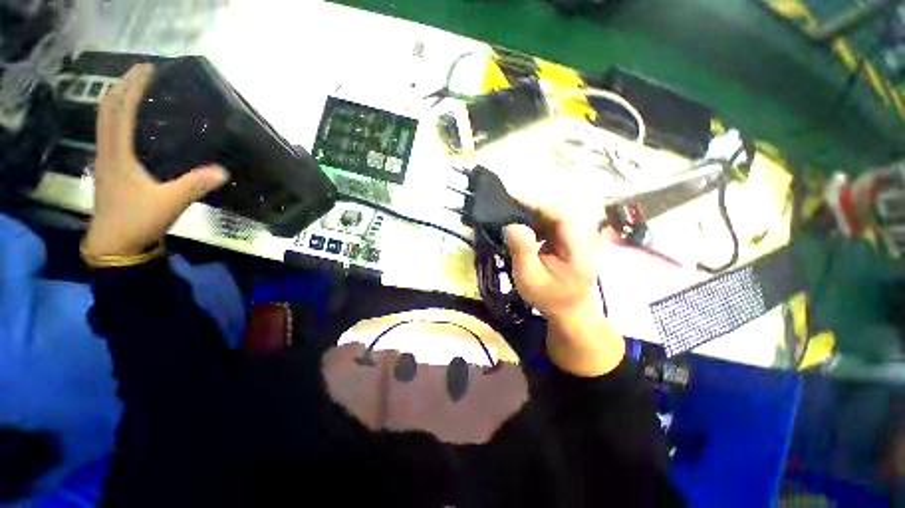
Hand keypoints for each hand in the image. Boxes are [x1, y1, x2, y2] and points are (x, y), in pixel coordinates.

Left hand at [82, 63, 228, 256]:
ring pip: (104, 120)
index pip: (121, 112)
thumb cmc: (137, 221)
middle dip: (122, 85)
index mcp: (118, 154)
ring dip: (117, 99)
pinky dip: (116, 117)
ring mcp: (105, 159)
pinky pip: (109, 133)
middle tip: (142, 71)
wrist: (114, 245)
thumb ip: (195, 185)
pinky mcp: (109, 168)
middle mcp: (107, 151)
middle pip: (107, 109)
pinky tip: (129, 118)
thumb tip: (224, 171)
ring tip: (134, 87)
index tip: (147, 69)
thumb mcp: (170, 203)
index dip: (132, 88)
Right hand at [504, 209, 604, 321]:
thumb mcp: (530, 279)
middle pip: (558, 207)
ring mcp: (580, 231)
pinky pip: (552, 216)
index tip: (513, 200)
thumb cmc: (549, 296)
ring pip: (554, 209)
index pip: (562, 214)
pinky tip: (524, 224)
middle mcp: (584, 234)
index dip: (538, 204)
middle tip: (506, 207)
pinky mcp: (571, 232)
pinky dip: (535, 217)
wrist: (569, 306)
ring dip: (532, 210)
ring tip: (511, 215)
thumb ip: (523, 251)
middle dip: (531, 204)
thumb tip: (511, 224)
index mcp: (579, 247)